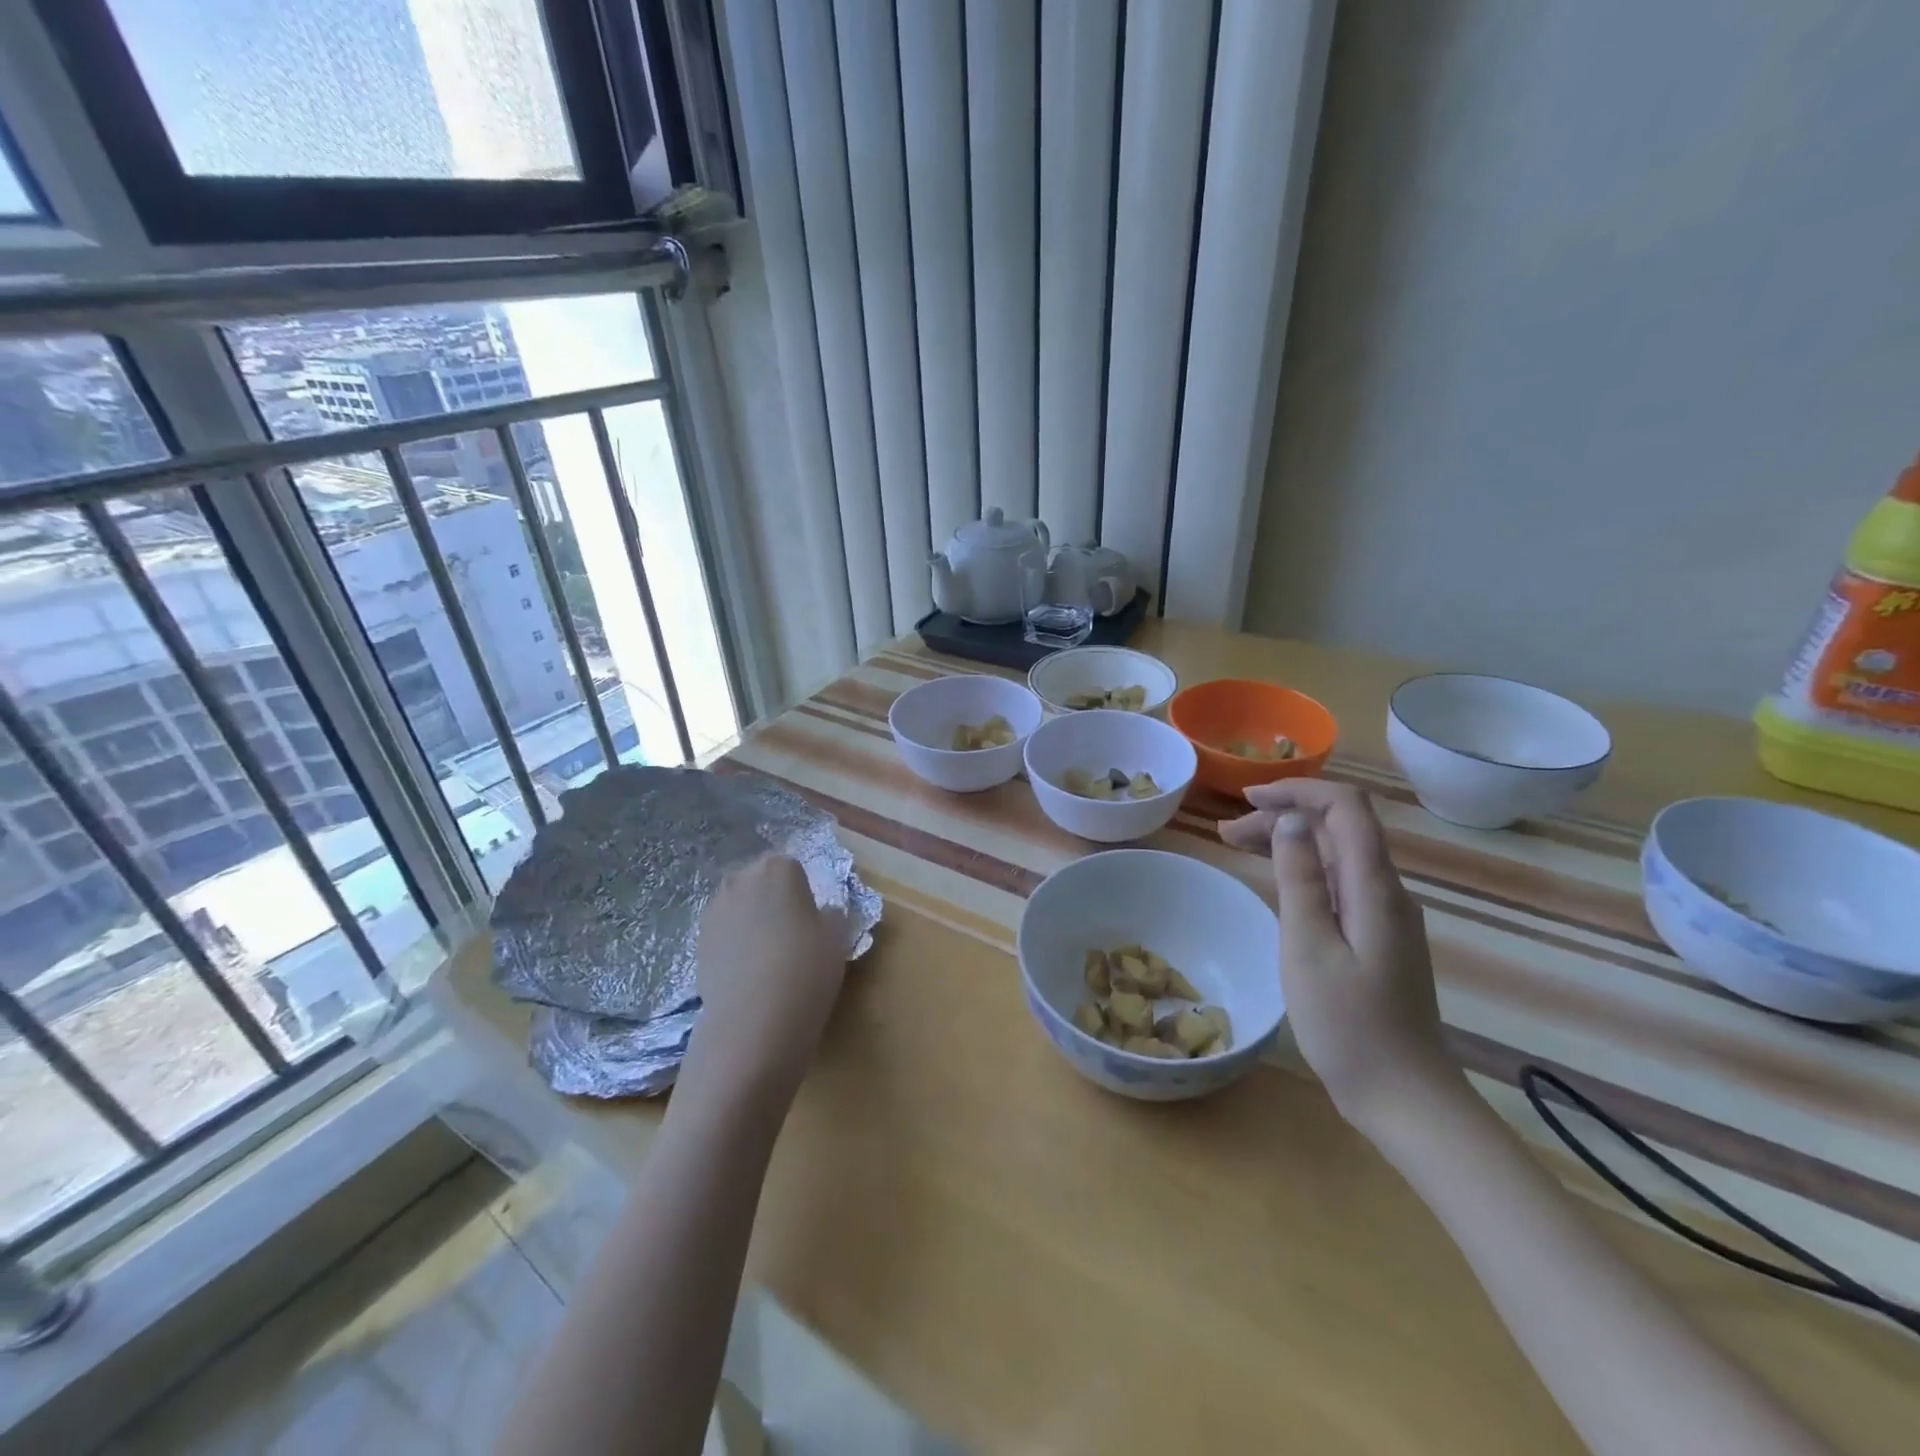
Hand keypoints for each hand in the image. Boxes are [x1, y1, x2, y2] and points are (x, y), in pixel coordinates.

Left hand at [682, 854, 850, 1108]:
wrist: (753, 1020)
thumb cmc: (805, 967)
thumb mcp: (838, 936)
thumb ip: (832, 914)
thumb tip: (821, 914)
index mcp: (777, 868)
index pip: (792, 867)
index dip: (803, 891)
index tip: (810, 918)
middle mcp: (740, 879)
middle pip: (760, 881)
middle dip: (773, 899)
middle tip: (791, 933)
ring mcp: (714, 910)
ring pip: (739, 906)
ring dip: (751, 920)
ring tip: (768, 955)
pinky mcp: (698, 941)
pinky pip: (724, 932)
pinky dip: (735, 943)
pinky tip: (748, 971)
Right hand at [1220, 780, 1459, 1137]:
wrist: (1405, 1097)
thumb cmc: (1348, 1025)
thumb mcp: (1309, 947)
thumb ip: (1300, 879)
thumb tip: (1290, 821)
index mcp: (1375, 888)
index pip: (1346, 807)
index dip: (1298, 790)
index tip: (1248, 800)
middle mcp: (1388, 892)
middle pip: (1339, 828)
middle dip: (1283, 817)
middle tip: (1226, 834)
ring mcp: (1387, 917)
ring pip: (1338, 856)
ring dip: (1290, 843)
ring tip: (1238, 849)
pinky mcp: (1380, 939)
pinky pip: (1340, 884)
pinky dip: (1304, 871)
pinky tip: (1279, 885)